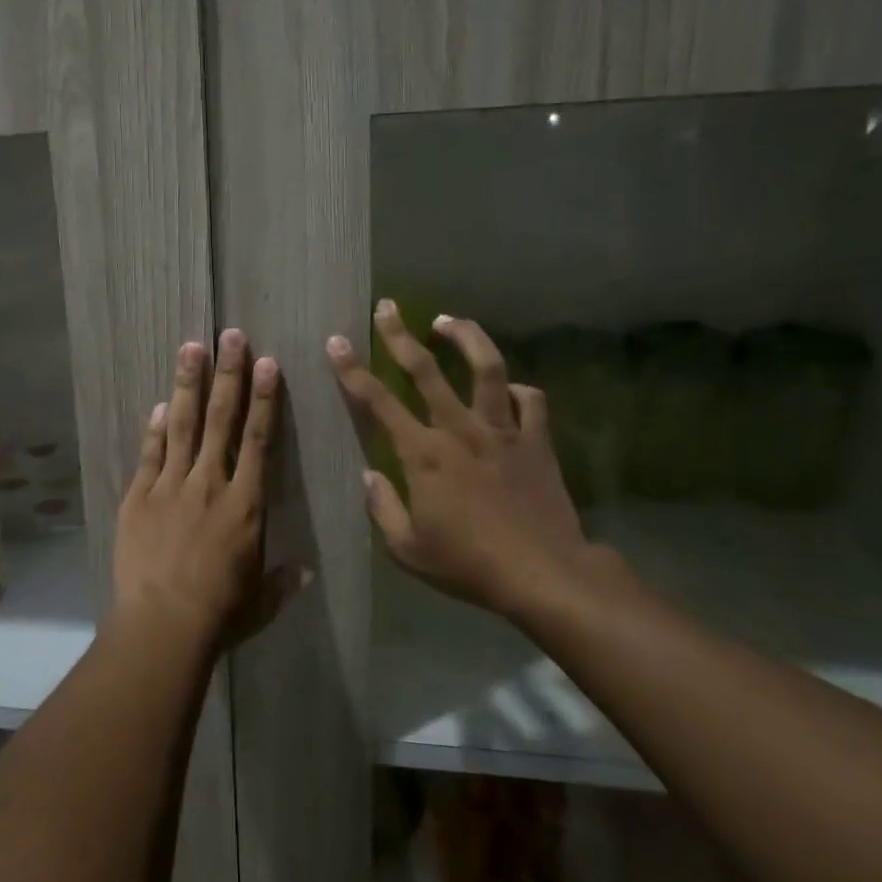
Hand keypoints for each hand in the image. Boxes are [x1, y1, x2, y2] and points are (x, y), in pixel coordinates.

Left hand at [114, 330, 289, 649]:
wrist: (162, 625)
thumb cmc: (220, 614)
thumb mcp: (261, 602)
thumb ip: (283, 582)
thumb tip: (306, 573)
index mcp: (246, 504)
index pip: (259, 440)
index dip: (265, 399)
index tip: (268, 363)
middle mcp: (210, 484)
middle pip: (221, 419)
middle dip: (228, 374)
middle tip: (230, 336)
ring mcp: (170, 487)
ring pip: (182, 425)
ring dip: (188, 385)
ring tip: (191, 347)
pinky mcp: (138, 498)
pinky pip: (149, 455)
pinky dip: (154, 429)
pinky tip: (158, 404)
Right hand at [327, 299, 614, 617]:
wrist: (543, 574)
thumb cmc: (468, 565)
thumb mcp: (408, 550)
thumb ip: (382, 508)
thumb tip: (369, 475)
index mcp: (423, 454)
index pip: (378, 402)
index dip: (353, 369)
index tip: (337, 341)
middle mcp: (459, 430)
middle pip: (426, 369)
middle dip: (400, 335)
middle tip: (387, 307)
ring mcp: (502, 430)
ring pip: (486, 367)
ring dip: (465, 337)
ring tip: (448, 321)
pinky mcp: (536, 440)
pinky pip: (530, 400)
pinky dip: (518, 389)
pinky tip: (508, 389)